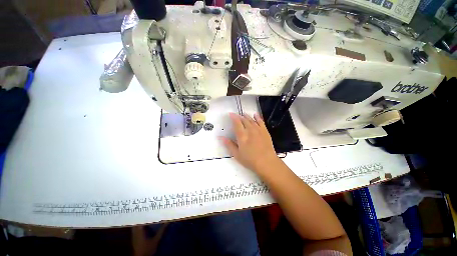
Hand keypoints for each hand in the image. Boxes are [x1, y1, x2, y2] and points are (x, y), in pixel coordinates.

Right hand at [220, 113, 279, 173]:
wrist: (267, 162)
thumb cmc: (250, 160)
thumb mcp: (237, 154)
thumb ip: (229, 144)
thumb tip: (221, 137)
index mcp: (242, 135)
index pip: (237, 123)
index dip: (233, 117)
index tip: (230, 114)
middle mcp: (250, 130)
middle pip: (244, 120)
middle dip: (239, 116)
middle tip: (236, 115)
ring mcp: (258, 130)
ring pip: (251, 120)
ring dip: (247, 116)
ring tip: (244, 114)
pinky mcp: (265, 131)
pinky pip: (261, 122)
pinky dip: (257, 117)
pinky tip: (255, 115)